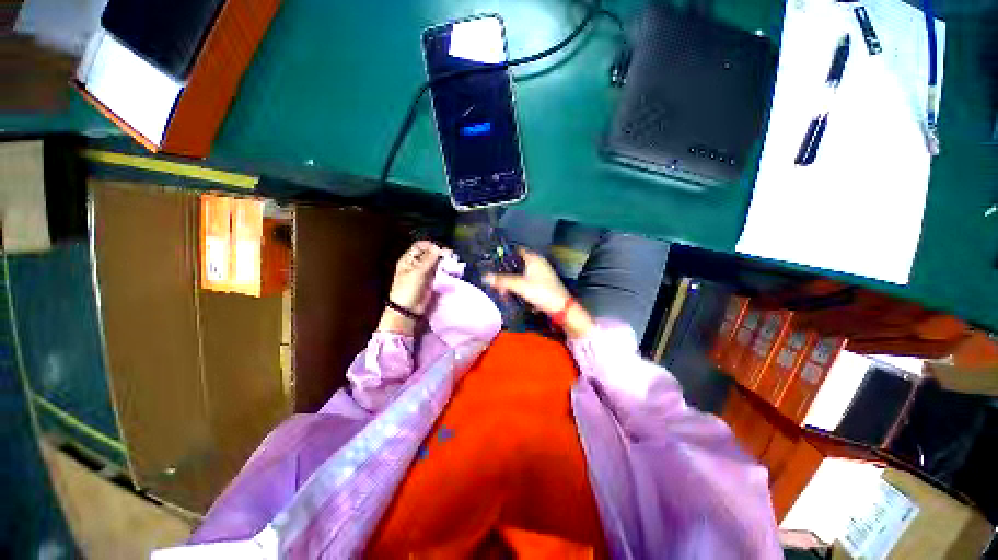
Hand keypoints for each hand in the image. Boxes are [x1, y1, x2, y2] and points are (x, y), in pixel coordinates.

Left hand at [379, 241, 446, 333]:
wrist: (408, 309)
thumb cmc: (408, 289)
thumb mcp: (417, 273)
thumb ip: (428, 260)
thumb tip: (438, 247)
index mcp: (408, 260)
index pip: (420, 246)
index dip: (430, 246)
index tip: (440, 249)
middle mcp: (416, 264)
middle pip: (429, 254)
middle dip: (439, 254)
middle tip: (450, 256)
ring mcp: (424, 273)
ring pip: (436, 263)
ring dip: (444, 262)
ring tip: (453, 262)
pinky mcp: (431, 281)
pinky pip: (439, 272)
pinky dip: (445, 270)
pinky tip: (452, 270)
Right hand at [485, 248, 593, 338]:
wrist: (561, 308)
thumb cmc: (541, 292)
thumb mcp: (520, 286)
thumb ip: (502, 281)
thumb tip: (485, 277)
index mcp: (534, 258)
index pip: (516, 250)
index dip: (505, 255)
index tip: (493, 262)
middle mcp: (538, 263)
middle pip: (517, 264)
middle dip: (506, 272)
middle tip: (496, 281)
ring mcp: (542, 273)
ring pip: (522, 274)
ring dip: (512, 281)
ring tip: (503, 291)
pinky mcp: (543, 283)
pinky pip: (527, 281)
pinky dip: (519, 286)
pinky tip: (514, 294)